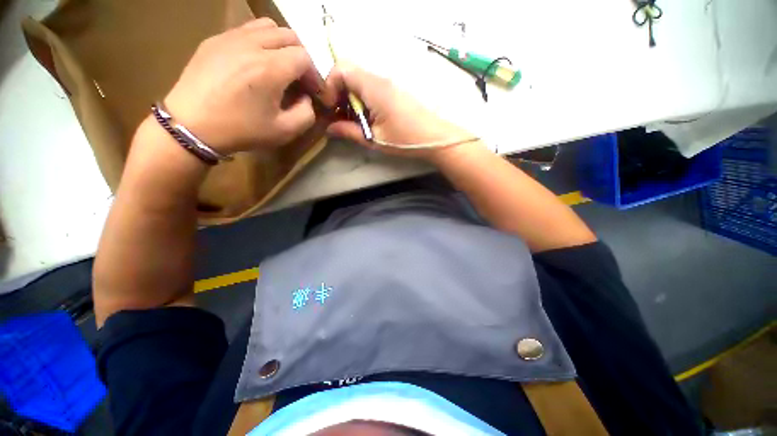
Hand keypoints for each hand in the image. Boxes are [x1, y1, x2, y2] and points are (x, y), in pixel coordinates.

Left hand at [164, 19, 333, 154]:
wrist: (192, 126)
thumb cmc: (241, 130)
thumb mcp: (284, 131)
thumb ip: (306, 114)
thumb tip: (306, 98)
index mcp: (270, 69)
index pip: (304, 57)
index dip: (314, 74)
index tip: (313, 91)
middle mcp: (252, 44)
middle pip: (289, 36)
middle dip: (301, 57)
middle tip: (299, 78)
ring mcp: (230, 38)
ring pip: (267, 26)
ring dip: (281, 44)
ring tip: (279, 66)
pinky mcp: (215, 40)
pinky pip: (245, 30)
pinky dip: (260, 42)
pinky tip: (255, 63)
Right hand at [325, 65, 474, 160]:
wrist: (435, 137)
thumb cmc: (405, 139)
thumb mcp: (374, 139)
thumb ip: (349, 132)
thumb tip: (329, 128)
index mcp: (373, 87)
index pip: (341, 69)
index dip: (329, 86)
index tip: (330, 108)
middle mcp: (379, 80)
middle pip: (348, 73)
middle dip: (337, 92)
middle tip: (337, 115)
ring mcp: (387, 84)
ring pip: (358, 81)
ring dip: (349, 98)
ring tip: (350, 120)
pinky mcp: (393, 92)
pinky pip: (369, 88)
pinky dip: (361, 100)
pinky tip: (364, 118)